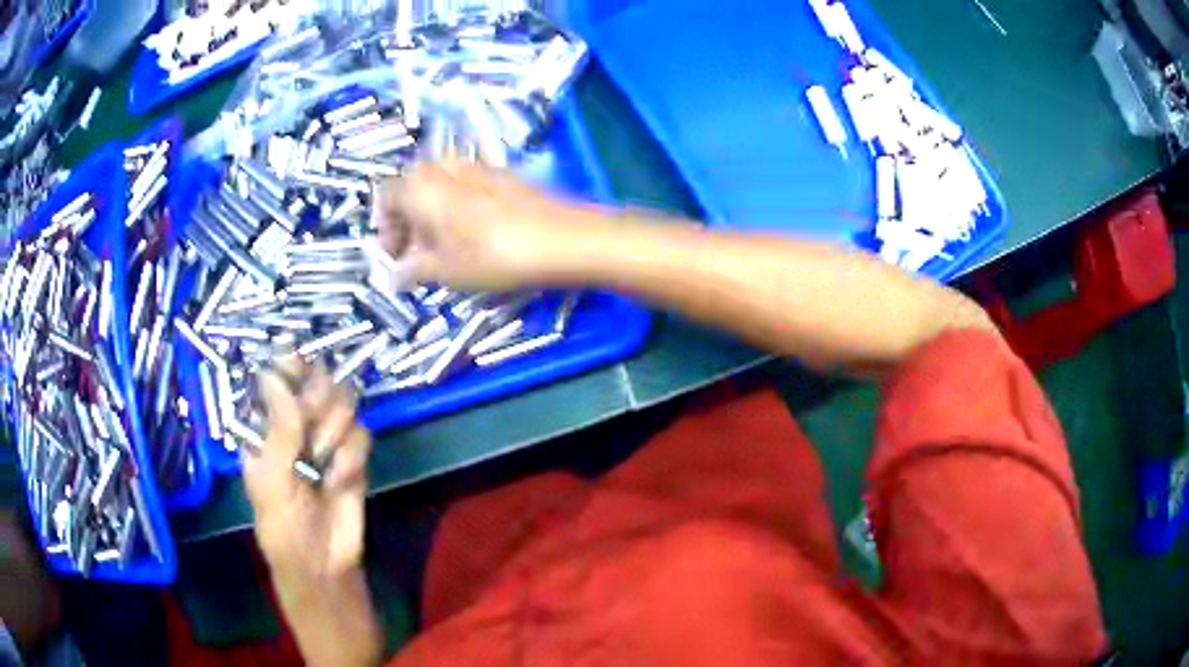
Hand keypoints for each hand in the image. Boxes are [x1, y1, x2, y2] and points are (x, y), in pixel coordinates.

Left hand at [243, 358, 370, 581]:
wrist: (324, 564)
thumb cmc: (283, 525)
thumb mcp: (271, 479)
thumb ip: (278, 428)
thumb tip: (275, 373)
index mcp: (264, 424)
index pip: (276, 376)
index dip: (288, 366)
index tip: (297, 364)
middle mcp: (296, 422)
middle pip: (316, 381)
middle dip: (318, 403)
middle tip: (311, 432)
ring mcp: (326, 437)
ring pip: (343, 403)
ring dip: (334, 434)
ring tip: (322, 465)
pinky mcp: (353, 455)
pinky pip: (362, 433)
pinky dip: (352, 458)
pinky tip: (339, 480)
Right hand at [374, 160, 600, 290]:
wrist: (562, 237)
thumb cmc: (493, 255)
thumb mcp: (445, 271)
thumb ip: (413, 270)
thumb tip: (394, 275)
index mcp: (420, 185)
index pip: (386, 198)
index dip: (385, 230)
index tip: (394, 257)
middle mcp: (443, 166)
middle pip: (411, 188)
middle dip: (407, 221)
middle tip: (415, 253)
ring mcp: (475, 165)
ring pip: (438, 185)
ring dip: (431, 213)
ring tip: (443, 246)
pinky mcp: (501, 172)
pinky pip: (464, 184)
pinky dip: (456, 205)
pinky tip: (471, 232)